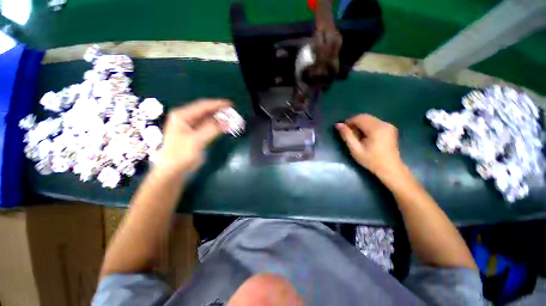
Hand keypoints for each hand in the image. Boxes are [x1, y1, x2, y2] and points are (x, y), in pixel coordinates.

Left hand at [155, 99, 231, 173]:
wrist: (172, 171)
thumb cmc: (180, 154)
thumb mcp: (197, 140)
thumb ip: (212, 129)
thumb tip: (227, 121)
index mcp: (182, 116)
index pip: (203, 106)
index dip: (217, 104)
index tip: (231, 104)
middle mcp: (186, 118)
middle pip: (205, 111)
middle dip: (219, 111)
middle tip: (233, 112)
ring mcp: (190, 126)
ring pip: (207, 119)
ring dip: (219, 119)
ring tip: (231, 118)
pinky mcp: (195, 134)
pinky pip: (208, 127)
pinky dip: (216, 126)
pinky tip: (224, 126)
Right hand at [336, 114, 403, 176]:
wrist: (390, 168)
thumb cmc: (371, 160)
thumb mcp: (355, 149)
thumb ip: (347, 135)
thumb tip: (338, 124)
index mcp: (376, 128)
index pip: (358, 118)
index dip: (348, 122)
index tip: (343, 130)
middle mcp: (383, 123)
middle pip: (364, 117)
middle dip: (354, 123)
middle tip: (348, 133)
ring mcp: (388, 125)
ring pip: (369, 119)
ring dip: (360, 124)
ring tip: (356, 136)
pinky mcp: (389, 128)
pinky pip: (374, 122)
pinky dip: (366, 126)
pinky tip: (364, 135)